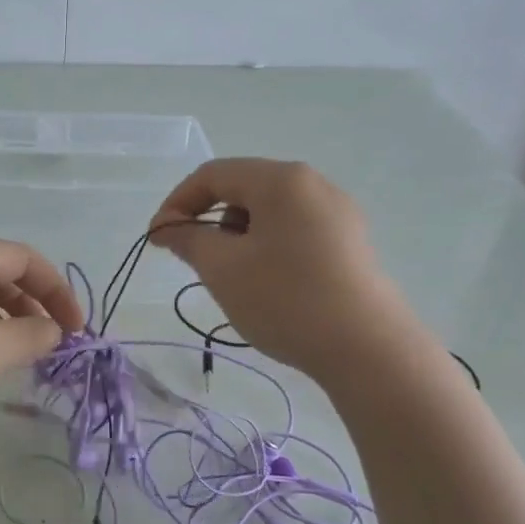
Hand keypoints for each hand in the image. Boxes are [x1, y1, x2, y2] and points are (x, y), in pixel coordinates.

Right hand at [148, 158, 392, 375]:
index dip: (177, 203)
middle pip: (244, 189)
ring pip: (270, 213)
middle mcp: (313, 184)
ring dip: (239, 237)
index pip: (213, 175)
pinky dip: (268, 248)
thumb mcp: (222, 269)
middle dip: (210, 222)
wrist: (366, 348)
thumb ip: (187, 239)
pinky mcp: (350, 243)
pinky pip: (295, 231)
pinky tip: (269, 286)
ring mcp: (338, 213)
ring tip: (235, 279)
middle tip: (196, 262)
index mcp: (281, 180)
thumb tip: (165, 227)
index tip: (158, 239)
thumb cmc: (285, 299)